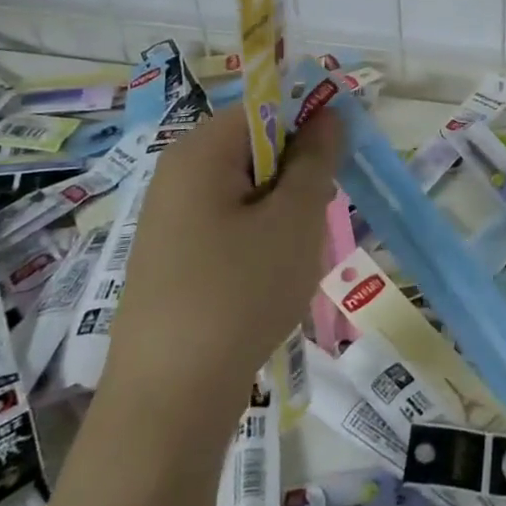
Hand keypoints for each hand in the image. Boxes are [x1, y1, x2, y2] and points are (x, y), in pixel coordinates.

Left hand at [104, 104, 344, 401]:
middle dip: (296, 176)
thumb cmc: (240, 292)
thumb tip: (328, 113)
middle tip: (313, 220)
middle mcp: (177, 174)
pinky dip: (260, 239)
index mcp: (200, 152)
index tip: (335, 167)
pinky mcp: (173, 256)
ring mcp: (170, 218)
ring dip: (283, 211)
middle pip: (256, 147)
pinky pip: (230, 223)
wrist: (170, 399)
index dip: (309, 125)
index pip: (266, 107)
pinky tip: (268, 280)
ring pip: (249, 189)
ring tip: (292, 257)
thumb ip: (316, 158)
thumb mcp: (294, 219)